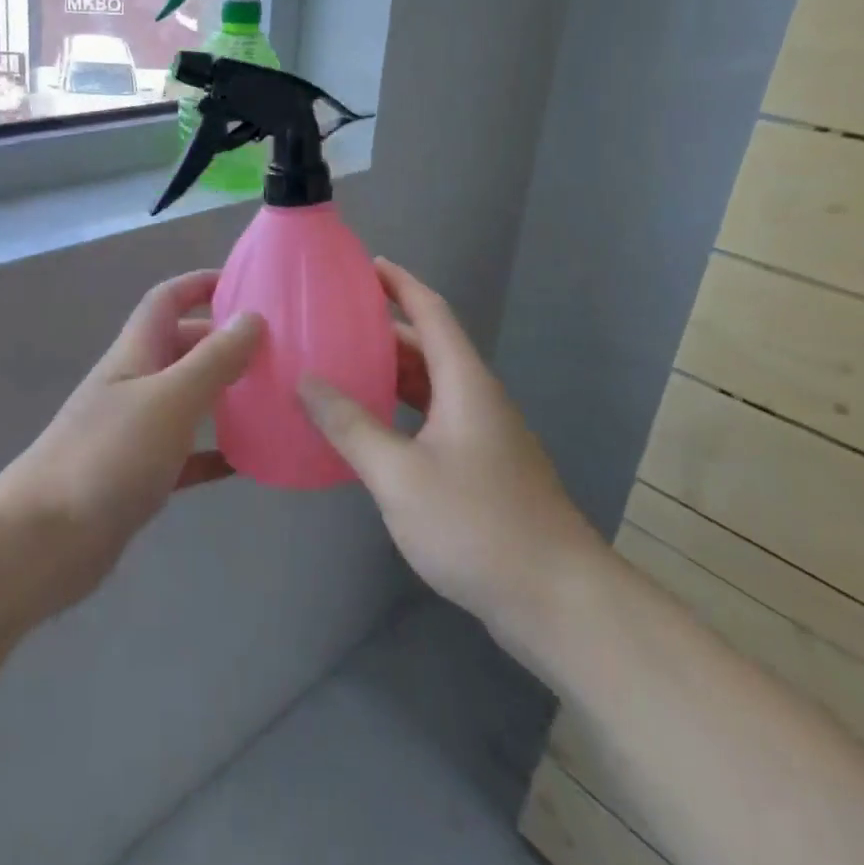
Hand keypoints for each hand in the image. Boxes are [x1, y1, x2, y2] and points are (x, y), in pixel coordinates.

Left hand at [0, 270, 263, 612]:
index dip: (200, 283)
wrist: (43, 541)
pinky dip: (214, 451)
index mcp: (135, 354)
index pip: (166, 300)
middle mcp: (133, 385)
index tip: (246, 282)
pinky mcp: (138, 476)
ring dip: (224, 394)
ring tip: (272, 397)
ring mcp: (133, 432)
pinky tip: (248, 461)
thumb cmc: (107, 457)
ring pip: (186, 400)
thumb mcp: (170, 399)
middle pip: (181, 347)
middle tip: (275, 348)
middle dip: (223, 340)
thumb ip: (213, 359)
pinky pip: (185, 454)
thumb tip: (253, 317)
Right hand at [298, 260, 606, 646]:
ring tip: (343, 367)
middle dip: (385, 329)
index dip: (401, 283)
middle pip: (430, 347)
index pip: (432, 312)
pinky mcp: (484, 470)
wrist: (557, 600)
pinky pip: (434, 420)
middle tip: (335, 322)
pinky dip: (401, 411)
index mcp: (465, 383)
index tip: (366, 264)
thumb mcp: (399, 474)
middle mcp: (478, 399)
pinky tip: (372, 430)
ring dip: (392, 373)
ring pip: (432, 387)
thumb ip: (350, 425)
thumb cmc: (477, 524)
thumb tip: (306, 381)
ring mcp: (485, 436)